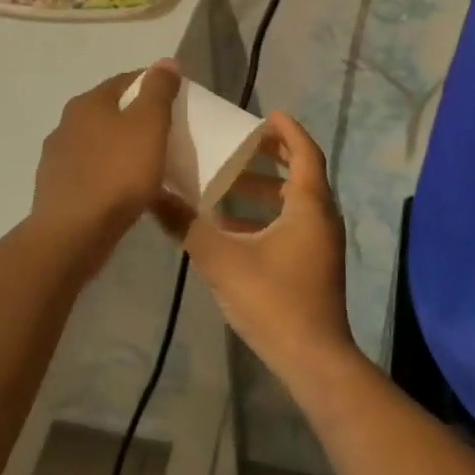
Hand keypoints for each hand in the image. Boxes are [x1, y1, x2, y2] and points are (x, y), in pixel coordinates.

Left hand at [31, 61, 181, 245]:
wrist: (73, 233)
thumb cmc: (116, 174)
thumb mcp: (148, 126)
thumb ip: (158, 92)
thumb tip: (165, 61)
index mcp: (88, 103)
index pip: (126, 80)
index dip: (154, 85)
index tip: (178, 101)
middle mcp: (67, 124)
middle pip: (111, 112)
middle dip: (138, 119)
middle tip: (167, 134)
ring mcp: (58, 158)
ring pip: (100, 144)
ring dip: (122, 149)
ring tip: (150, 166)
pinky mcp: (57, 189)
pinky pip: (92, 174)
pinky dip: (110, 176)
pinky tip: (125, 192)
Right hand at [153, 112, 355, 391]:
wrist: (313, 360)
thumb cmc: (273, 301)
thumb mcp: (222, 260)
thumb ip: (186, 226)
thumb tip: (152, 195)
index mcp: (309, 207)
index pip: (305, 152)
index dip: (286, 130)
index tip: (264, 114)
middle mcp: (321, 218)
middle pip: (301, 173)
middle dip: (271, 157)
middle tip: (239, 145)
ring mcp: (320, 244)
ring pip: (295, 202)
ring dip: (265, 190)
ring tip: (226, 185)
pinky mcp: (314, 265)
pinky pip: (292, 225)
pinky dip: (266, 216)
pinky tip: (232, 229)